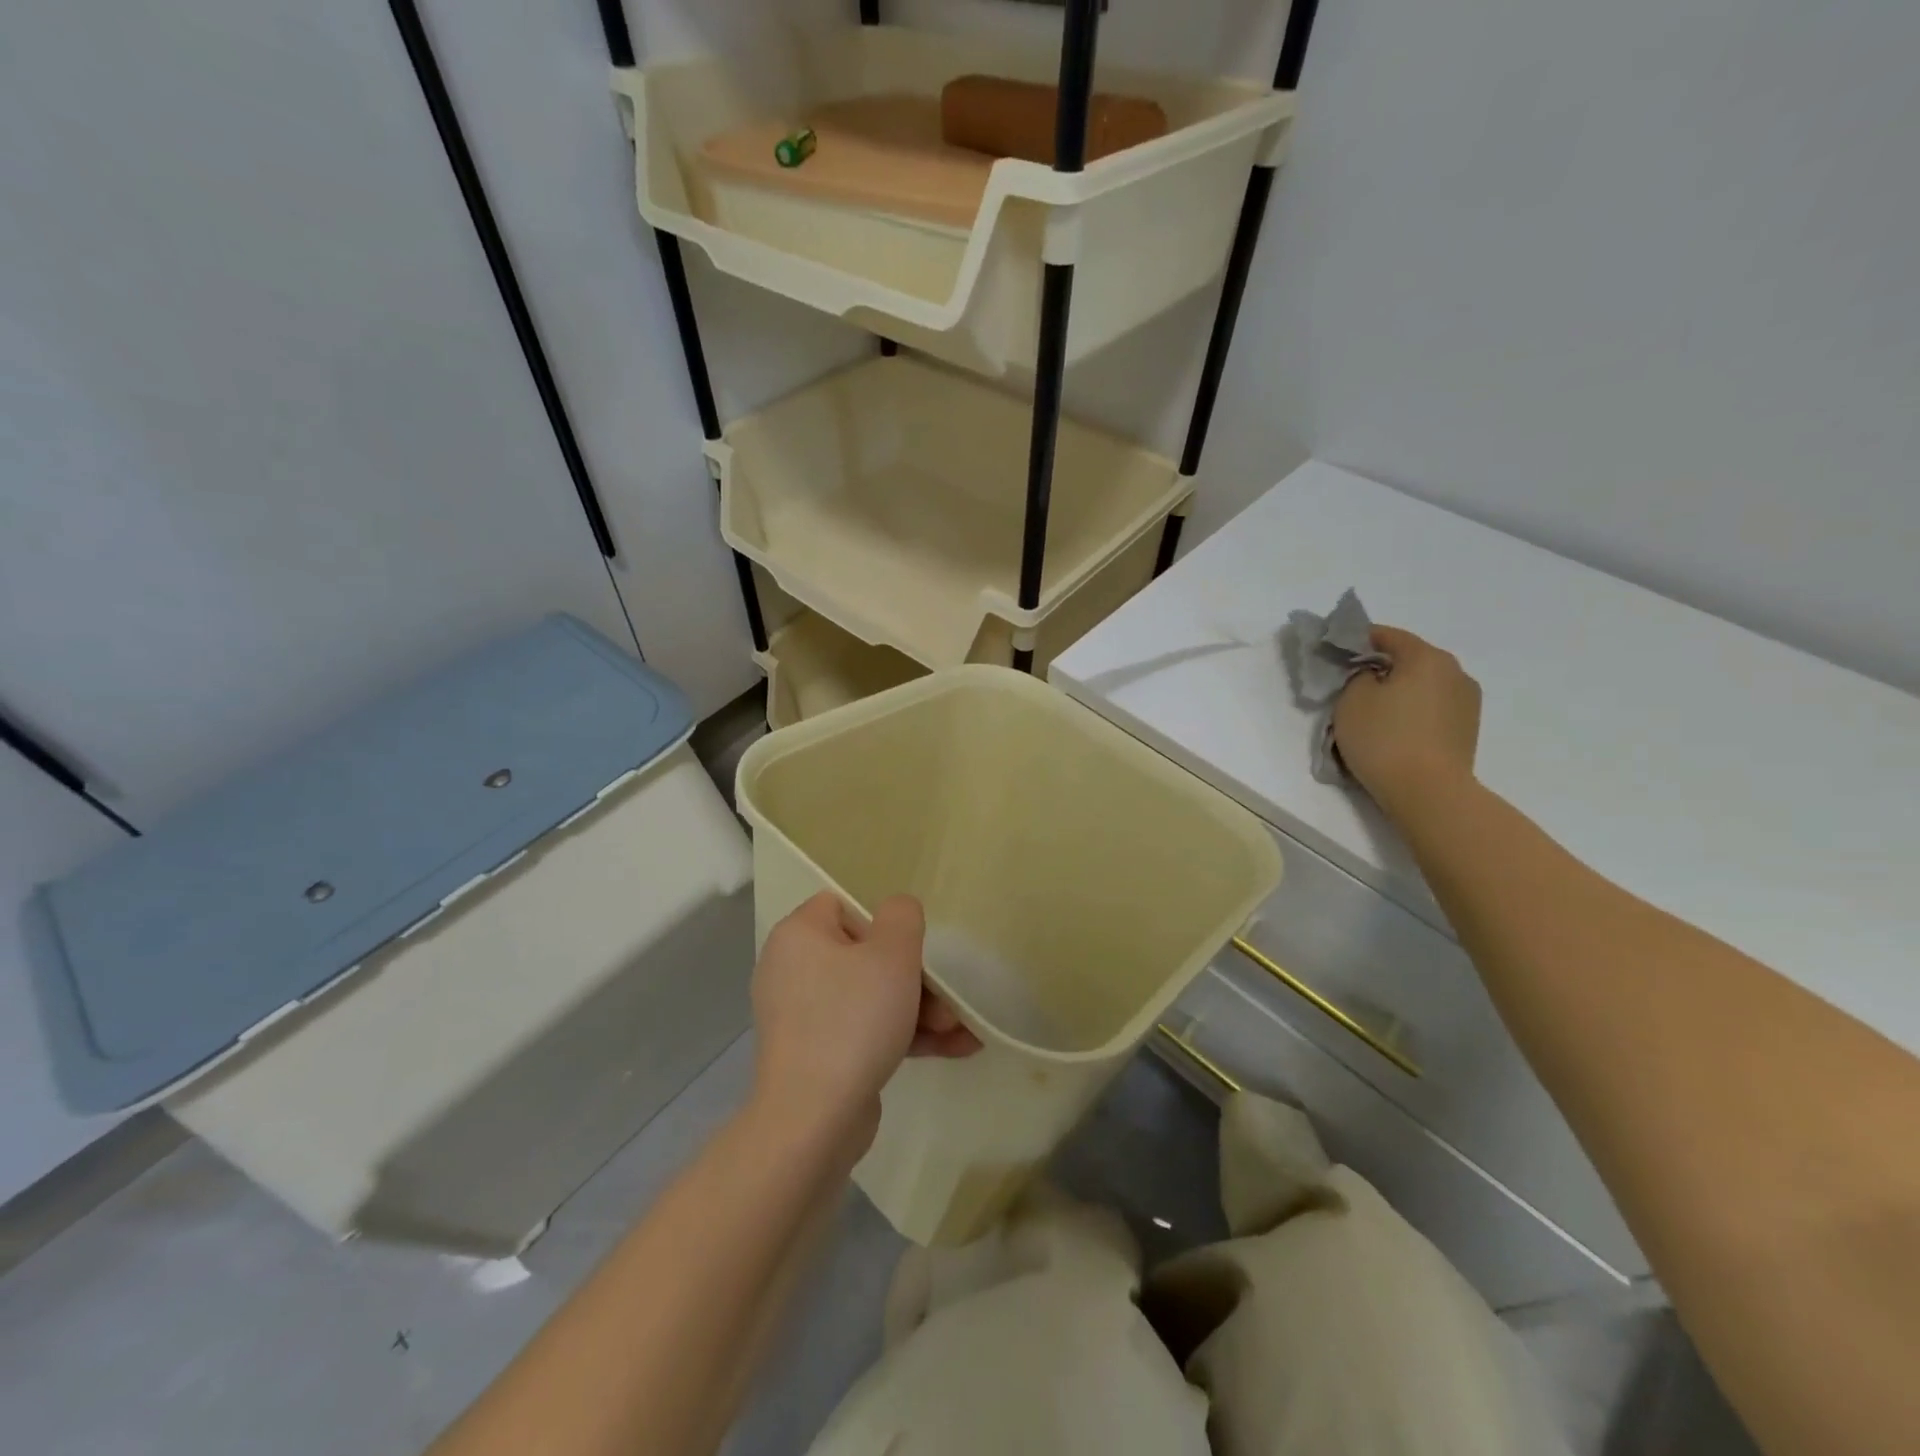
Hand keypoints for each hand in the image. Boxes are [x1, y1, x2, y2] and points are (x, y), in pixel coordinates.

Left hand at [750, 893, 978, 1152]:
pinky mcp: (816, 1055)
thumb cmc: (853, 1020)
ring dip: (919, 1010)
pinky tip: (955, 1049)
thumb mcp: (892, 955)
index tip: (909, 950)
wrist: (812, 1121)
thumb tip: (897, 911)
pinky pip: (863, 1031)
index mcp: (799, 935)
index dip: (881, 924)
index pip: (842, 906)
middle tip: (948, 1002)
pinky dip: (902, 1036)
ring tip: (960, 1031)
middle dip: (915, 978)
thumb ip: (902, 916)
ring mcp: (803, 1017)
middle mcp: (792, 970)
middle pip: (864, 956)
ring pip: (870, 997)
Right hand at [1332, 626, 1481, 814]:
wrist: (1428, 792)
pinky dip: (1413, 710)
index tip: (1337, 650)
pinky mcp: (1467, 729)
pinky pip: (1432, 707)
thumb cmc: (1384, 738)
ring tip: (1374, 711)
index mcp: (1427, 657)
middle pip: (1410, 659)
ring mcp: (1467, 701)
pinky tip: (1394, 729)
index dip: (1359, 639)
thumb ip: (1358, 676)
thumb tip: (1372, 675)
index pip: (1388, 636)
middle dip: (1381, 667)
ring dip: (1399, 691)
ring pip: (1423, 685)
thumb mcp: (1352, 699)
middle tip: (1352, 683)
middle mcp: (1455, 672)